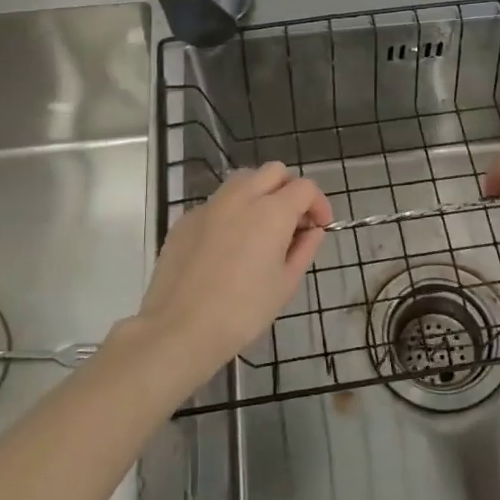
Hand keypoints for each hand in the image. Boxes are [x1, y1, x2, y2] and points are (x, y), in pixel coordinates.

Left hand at [128, 163, 331, 392]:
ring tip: (260, 228)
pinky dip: (232, 212)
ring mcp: (210, 205)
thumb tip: (312, 231)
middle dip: (290, 189)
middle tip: (292, 221)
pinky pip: (217, 203)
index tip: (319, 227)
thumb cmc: (242, 312)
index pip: (305, 188)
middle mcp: (241, 197)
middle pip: (274, 171)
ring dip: (260, 193)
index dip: (318, 204)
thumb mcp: (285, 285)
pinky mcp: (186, 219)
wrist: (180, 328)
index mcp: (272, 212)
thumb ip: (304, 249)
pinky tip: (228, 246)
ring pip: (243, 180)